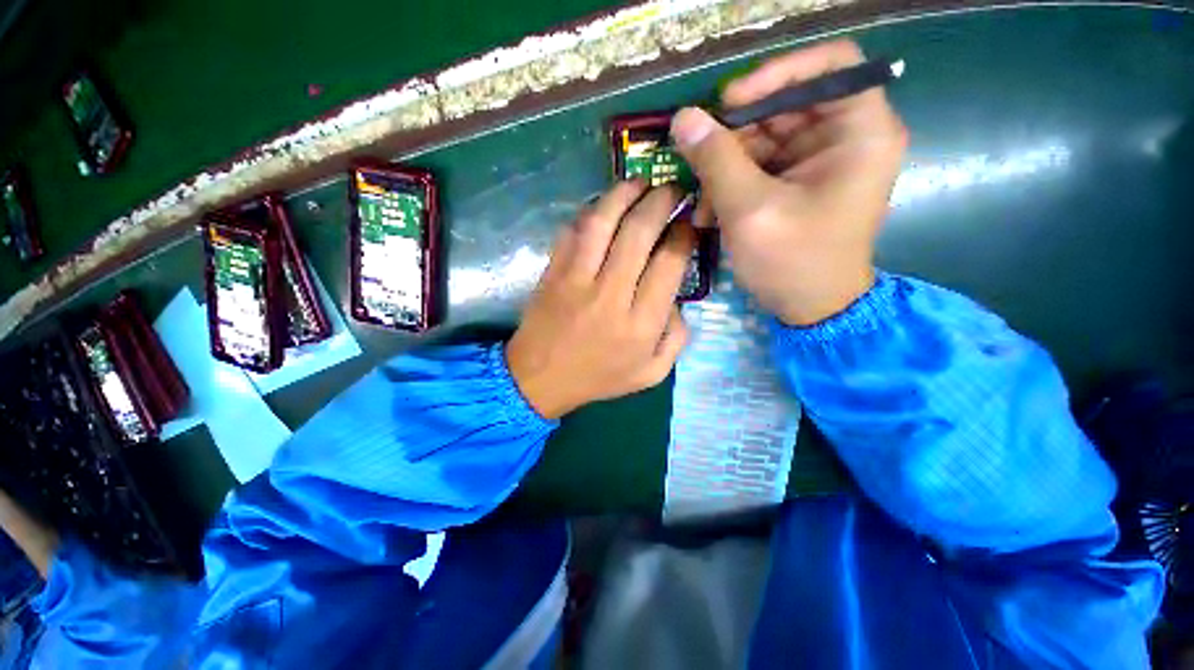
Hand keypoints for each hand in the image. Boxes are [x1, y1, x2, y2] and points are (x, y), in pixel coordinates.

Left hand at [507, 181, 696, 418]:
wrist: (540, 379)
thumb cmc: (598, 378)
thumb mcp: (652, 373)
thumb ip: (677, 338)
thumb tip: (679, 299)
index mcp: (641, 323)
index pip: (670, 263)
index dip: (684, 234)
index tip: (689, 222)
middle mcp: (611, 295)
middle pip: (640, 232)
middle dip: (662, 201)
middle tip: (673, 189)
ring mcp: (576, 279)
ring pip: (603, 221)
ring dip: (625, 193)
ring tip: (641, 183)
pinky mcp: (553, 271)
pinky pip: (573, 230)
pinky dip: (591, 211)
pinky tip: (605, 206)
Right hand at [670, 40, 906, 325]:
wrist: (811, 309)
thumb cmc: (792, 262)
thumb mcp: (749, 210)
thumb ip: (716, 160)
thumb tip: (682, 118)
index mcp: (860, 132)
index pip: (829, 65)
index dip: (776, 72)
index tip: (729, 103)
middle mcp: (845, 137)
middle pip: (785, 103)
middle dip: (735, 132)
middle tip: (696, 157)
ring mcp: (819, 160)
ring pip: (764, 136)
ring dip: (724, 166)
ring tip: (699, 200)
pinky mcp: (797, 182)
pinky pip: (758, 164)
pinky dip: (730, 183)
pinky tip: (709, 211)